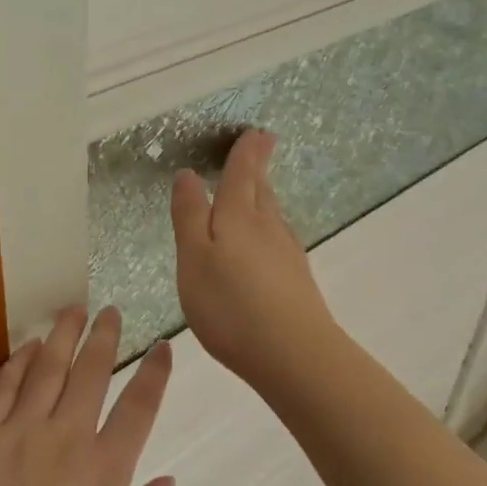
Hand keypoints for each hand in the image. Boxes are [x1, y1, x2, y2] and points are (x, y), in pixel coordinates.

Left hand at [0, 307, 173, 485]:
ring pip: (49, 368)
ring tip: (74, 309)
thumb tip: (167, 481)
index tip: (162, 346)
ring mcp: (19, 433)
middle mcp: (67, 439)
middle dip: (105, 337)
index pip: (139, 408)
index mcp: (105, 473)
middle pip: (92, 373)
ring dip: (65, 335)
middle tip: (111, 312)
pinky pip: (4, 387)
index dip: (155, 374)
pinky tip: (29, 346)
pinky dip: (20, 361)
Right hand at [171, 130, 339, 390]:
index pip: (242, 174)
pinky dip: (270, 227)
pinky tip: (268, 240)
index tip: (256, 131)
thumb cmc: (231, 305)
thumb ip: (190, 216)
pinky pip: (279, 239)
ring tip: (259, 185)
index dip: (246, 152)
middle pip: (262, 189)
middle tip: (263, 143)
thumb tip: (189, 174)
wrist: (294, 354)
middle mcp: (267, 227)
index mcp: (239, 217)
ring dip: (265, 194)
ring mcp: (287, 254)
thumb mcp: (194, 259)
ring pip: (273, 214)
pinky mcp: (297, 280)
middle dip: (259, 165)